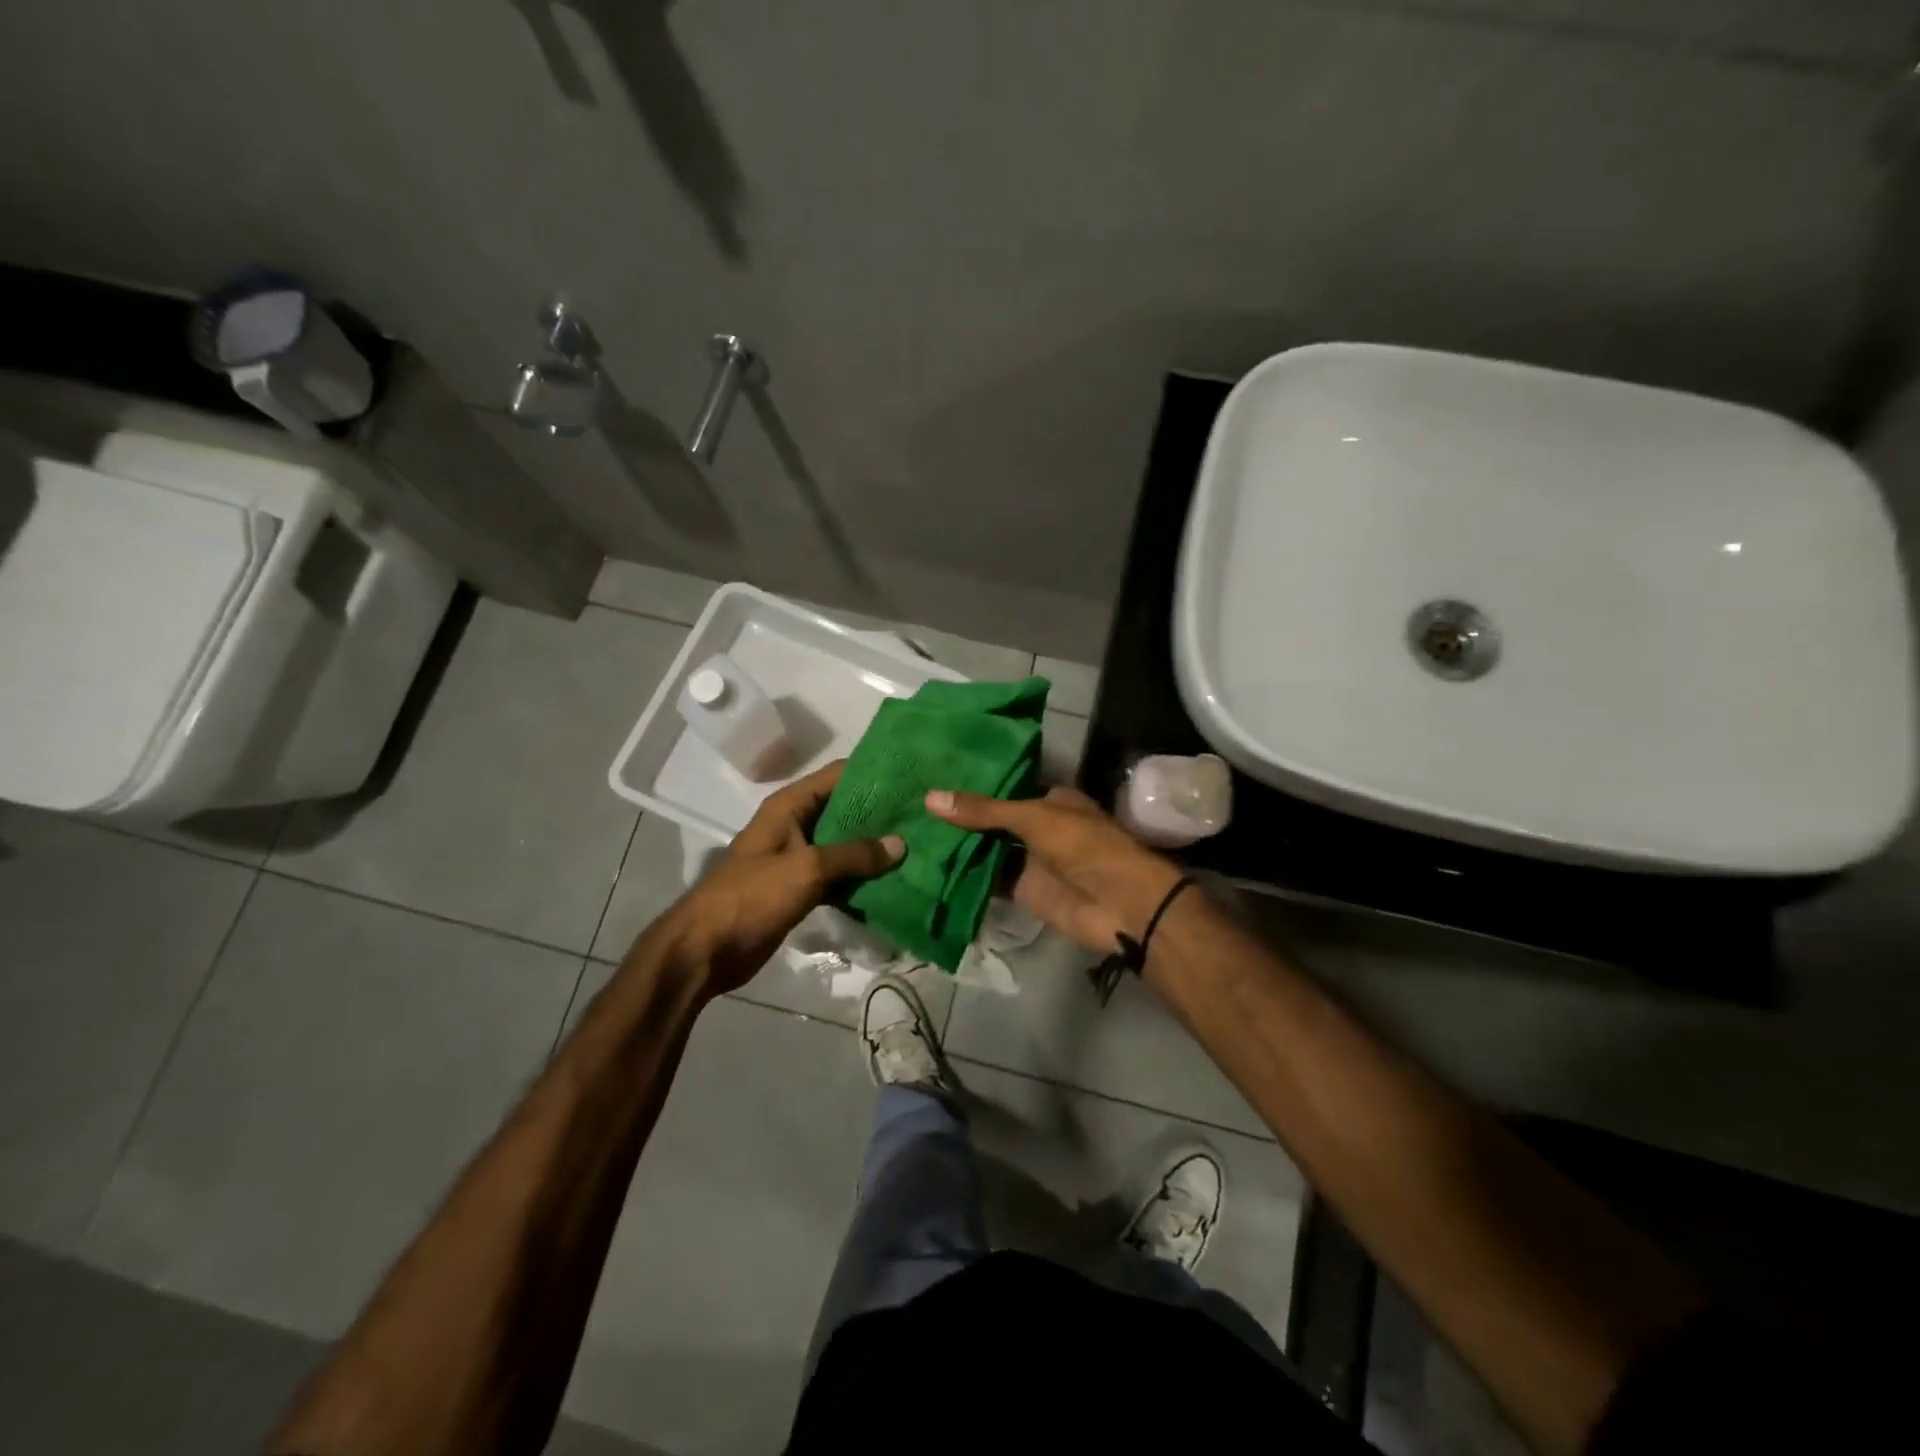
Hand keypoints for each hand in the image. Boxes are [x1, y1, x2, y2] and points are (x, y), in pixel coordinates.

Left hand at [657, 760, 903, 995]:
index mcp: (790, 806)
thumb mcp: (806, 868)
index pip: (838, 775)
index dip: (873, 773)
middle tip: (924, 814)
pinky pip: (839, 874)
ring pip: (845, 845)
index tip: (912, 775)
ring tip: (919, 844)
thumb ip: (854, 855)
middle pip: (845, 809)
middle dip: (881, 813)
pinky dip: (862, 877)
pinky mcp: (802, 888)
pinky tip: (895, 879)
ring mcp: (799, 858)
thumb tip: (900, 844)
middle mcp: (796, 825)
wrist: (707, 949)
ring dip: (875, 848)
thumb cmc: (752, 896)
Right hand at [924, 785, 1185, 953]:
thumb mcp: (1032, 817)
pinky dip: (965, 877)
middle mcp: (1039, 827)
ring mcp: (1031, 861)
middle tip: (911, 808)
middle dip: (960, 818)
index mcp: (1050, 800)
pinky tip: (929, 868)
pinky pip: (989, 881)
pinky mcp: (1024, 891)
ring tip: (910, 834)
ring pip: (989, 851)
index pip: (1004, 789)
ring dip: (959, 847)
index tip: (933, 779)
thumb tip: (930, 798)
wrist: (1119, 903)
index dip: (973, 786)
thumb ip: (984, 811)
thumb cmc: (1083, 845)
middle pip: (993, 821)